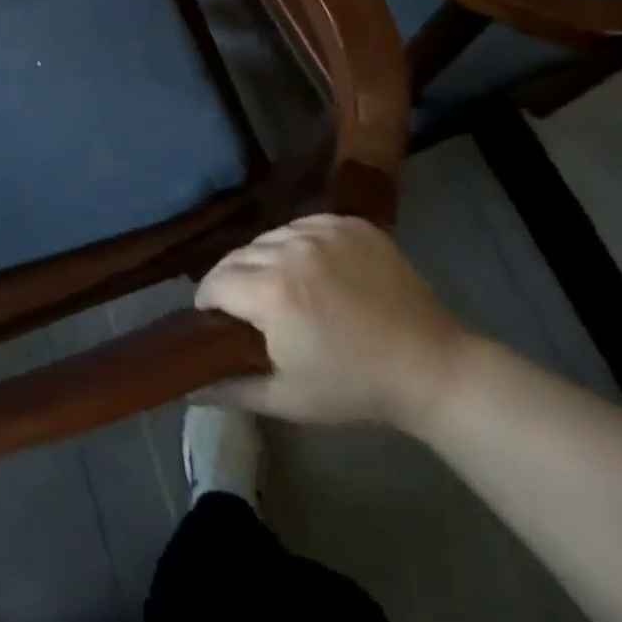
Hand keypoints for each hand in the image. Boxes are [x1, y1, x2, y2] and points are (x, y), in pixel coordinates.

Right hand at [196, 214, 468, 431]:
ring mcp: (322, 230)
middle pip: (238, 255)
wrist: (432, 368)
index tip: (216, 319)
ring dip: (266, 260)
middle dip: (234, 281)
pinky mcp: (348, 222)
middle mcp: (290, 250)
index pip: (214, 282)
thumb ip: (231, 388)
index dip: (208, 302)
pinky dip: (299, 244)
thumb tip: (189, 385)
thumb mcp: (288, 398)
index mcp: (272, 292)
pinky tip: (314, 270)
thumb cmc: (355, 387)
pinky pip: (303, 225)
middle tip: (250, 309)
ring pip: (269, 237)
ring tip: (284, 287)